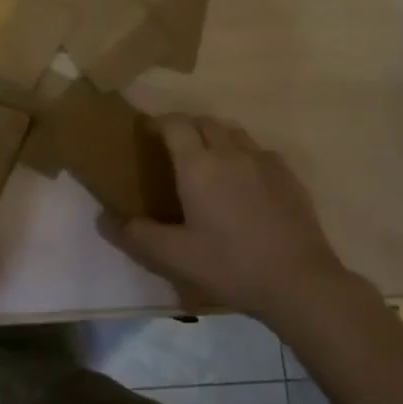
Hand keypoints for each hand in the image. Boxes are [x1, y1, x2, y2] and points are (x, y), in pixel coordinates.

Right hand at [99, 114, 375, 328]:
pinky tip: (245, 182)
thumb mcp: (175, 257)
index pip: (174, 123)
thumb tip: (102, 218)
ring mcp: (263, 161)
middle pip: (203, 122)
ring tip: (209, 162)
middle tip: (174, 150)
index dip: (159, 123)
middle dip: (186, 127)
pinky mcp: (288, 175)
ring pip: (233, 132)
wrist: (299, 281)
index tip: (148, 134)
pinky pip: (259, 151)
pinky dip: (244, 155)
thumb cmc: (230, 265)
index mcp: (198, 165)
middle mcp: (230, 152)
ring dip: (216, 137)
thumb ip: (136, 236)